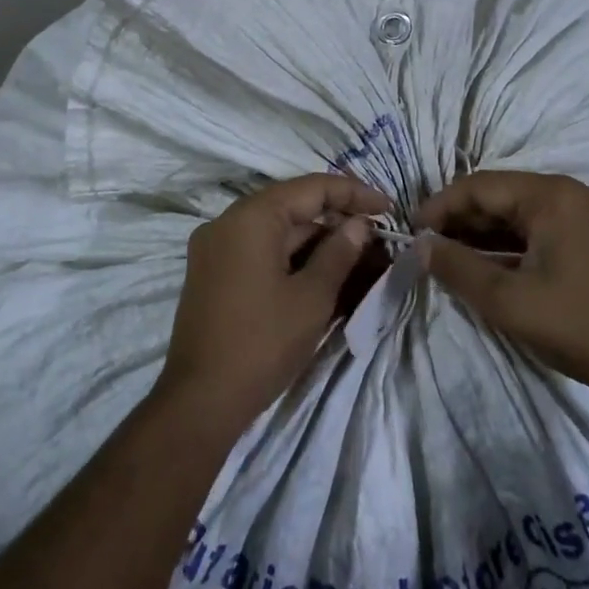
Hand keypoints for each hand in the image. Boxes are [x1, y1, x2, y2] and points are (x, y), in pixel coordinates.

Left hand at [157, 174, 392, 437]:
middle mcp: (227, 221)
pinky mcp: (212, 272)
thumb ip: (338, 252)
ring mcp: (215, 247)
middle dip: (336, 219)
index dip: (354, 194)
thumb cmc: (262, 343)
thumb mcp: (312, 297)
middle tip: (376, 236)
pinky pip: (259, 250)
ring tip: (356, 256)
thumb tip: (358, 225)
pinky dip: (290, 256)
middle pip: (291, 206)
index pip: (311, 188)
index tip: (389, 208)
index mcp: (251, 217)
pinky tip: (321, 272)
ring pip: (275, 230)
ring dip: (315, 239)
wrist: (200, 400)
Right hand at [417, 171, 588, 404]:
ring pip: (523, 210)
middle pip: (503, 194)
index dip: (441, 205)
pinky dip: (514, 240)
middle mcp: (574, 192)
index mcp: (554, 196)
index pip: (481, 186)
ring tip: (453, 255)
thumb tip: (422, 246)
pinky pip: (545, 225)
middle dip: (462, 218)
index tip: (414, 231)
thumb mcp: (509, 302)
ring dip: (487, 230)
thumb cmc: (581, 327)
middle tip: (430, 246)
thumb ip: (459, 268)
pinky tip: (492, 261)